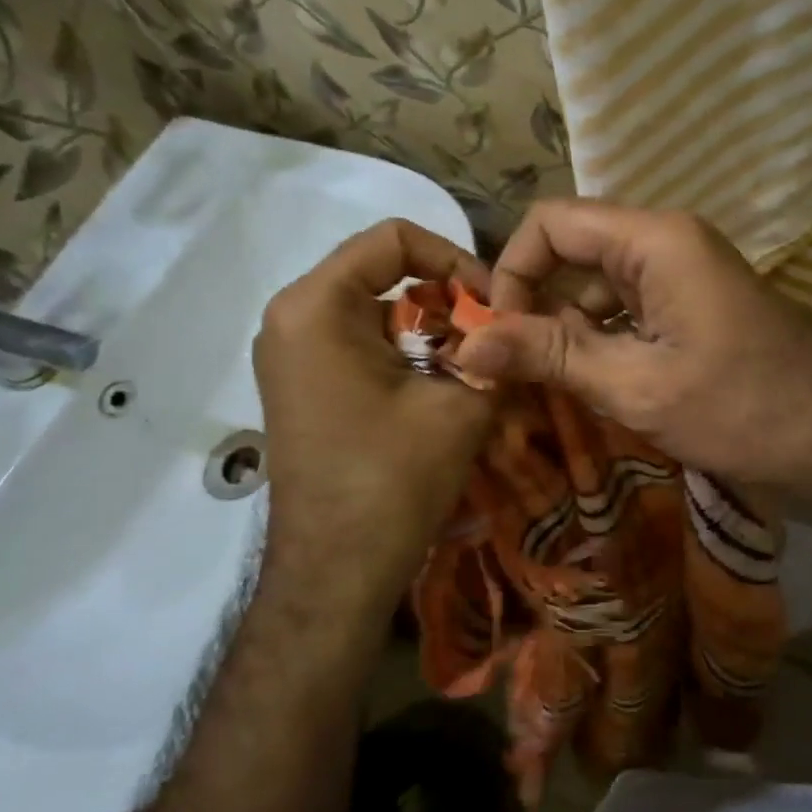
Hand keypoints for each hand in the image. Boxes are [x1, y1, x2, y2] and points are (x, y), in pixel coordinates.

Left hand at [253, 219, 492, 606]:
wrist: (336, 571)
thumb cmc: (393, 478)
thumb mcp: (462, 404)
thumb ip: (496, 350)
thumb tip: (520, 324)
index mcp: (318, 305)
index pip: (395, 239)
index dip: (456, 260)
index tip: (495, 303)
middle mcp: (292, 316)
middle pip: (384, 272)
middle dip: (447, 298)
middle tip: (493, 334)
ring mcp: (291, 352)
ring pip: (376, 309)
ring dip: (431, 327)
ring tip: (475, 362)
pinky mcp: (302, 383)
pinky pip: (360, 341)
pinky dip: (406, 351)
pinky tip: (441, 385)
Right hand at [454, 199, 811, 524]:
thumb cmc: (745, 411)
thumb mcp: (639, 386)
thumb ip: (550, 356)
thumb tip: (466, 344)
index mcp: (656, 240)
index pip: (551, 223)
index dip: (512, 273)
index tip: (499, 338)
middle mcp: (668, 245)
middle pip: (573, 253)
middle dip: (535, 306)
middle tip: (512, 373)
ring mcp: (685, 279)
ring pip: (598, 289)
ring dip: (566, 332)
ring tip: (546, 389)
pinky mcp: (695, 313)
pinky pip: (628, 314)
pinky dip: (600, 344)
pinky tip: (589, 388)